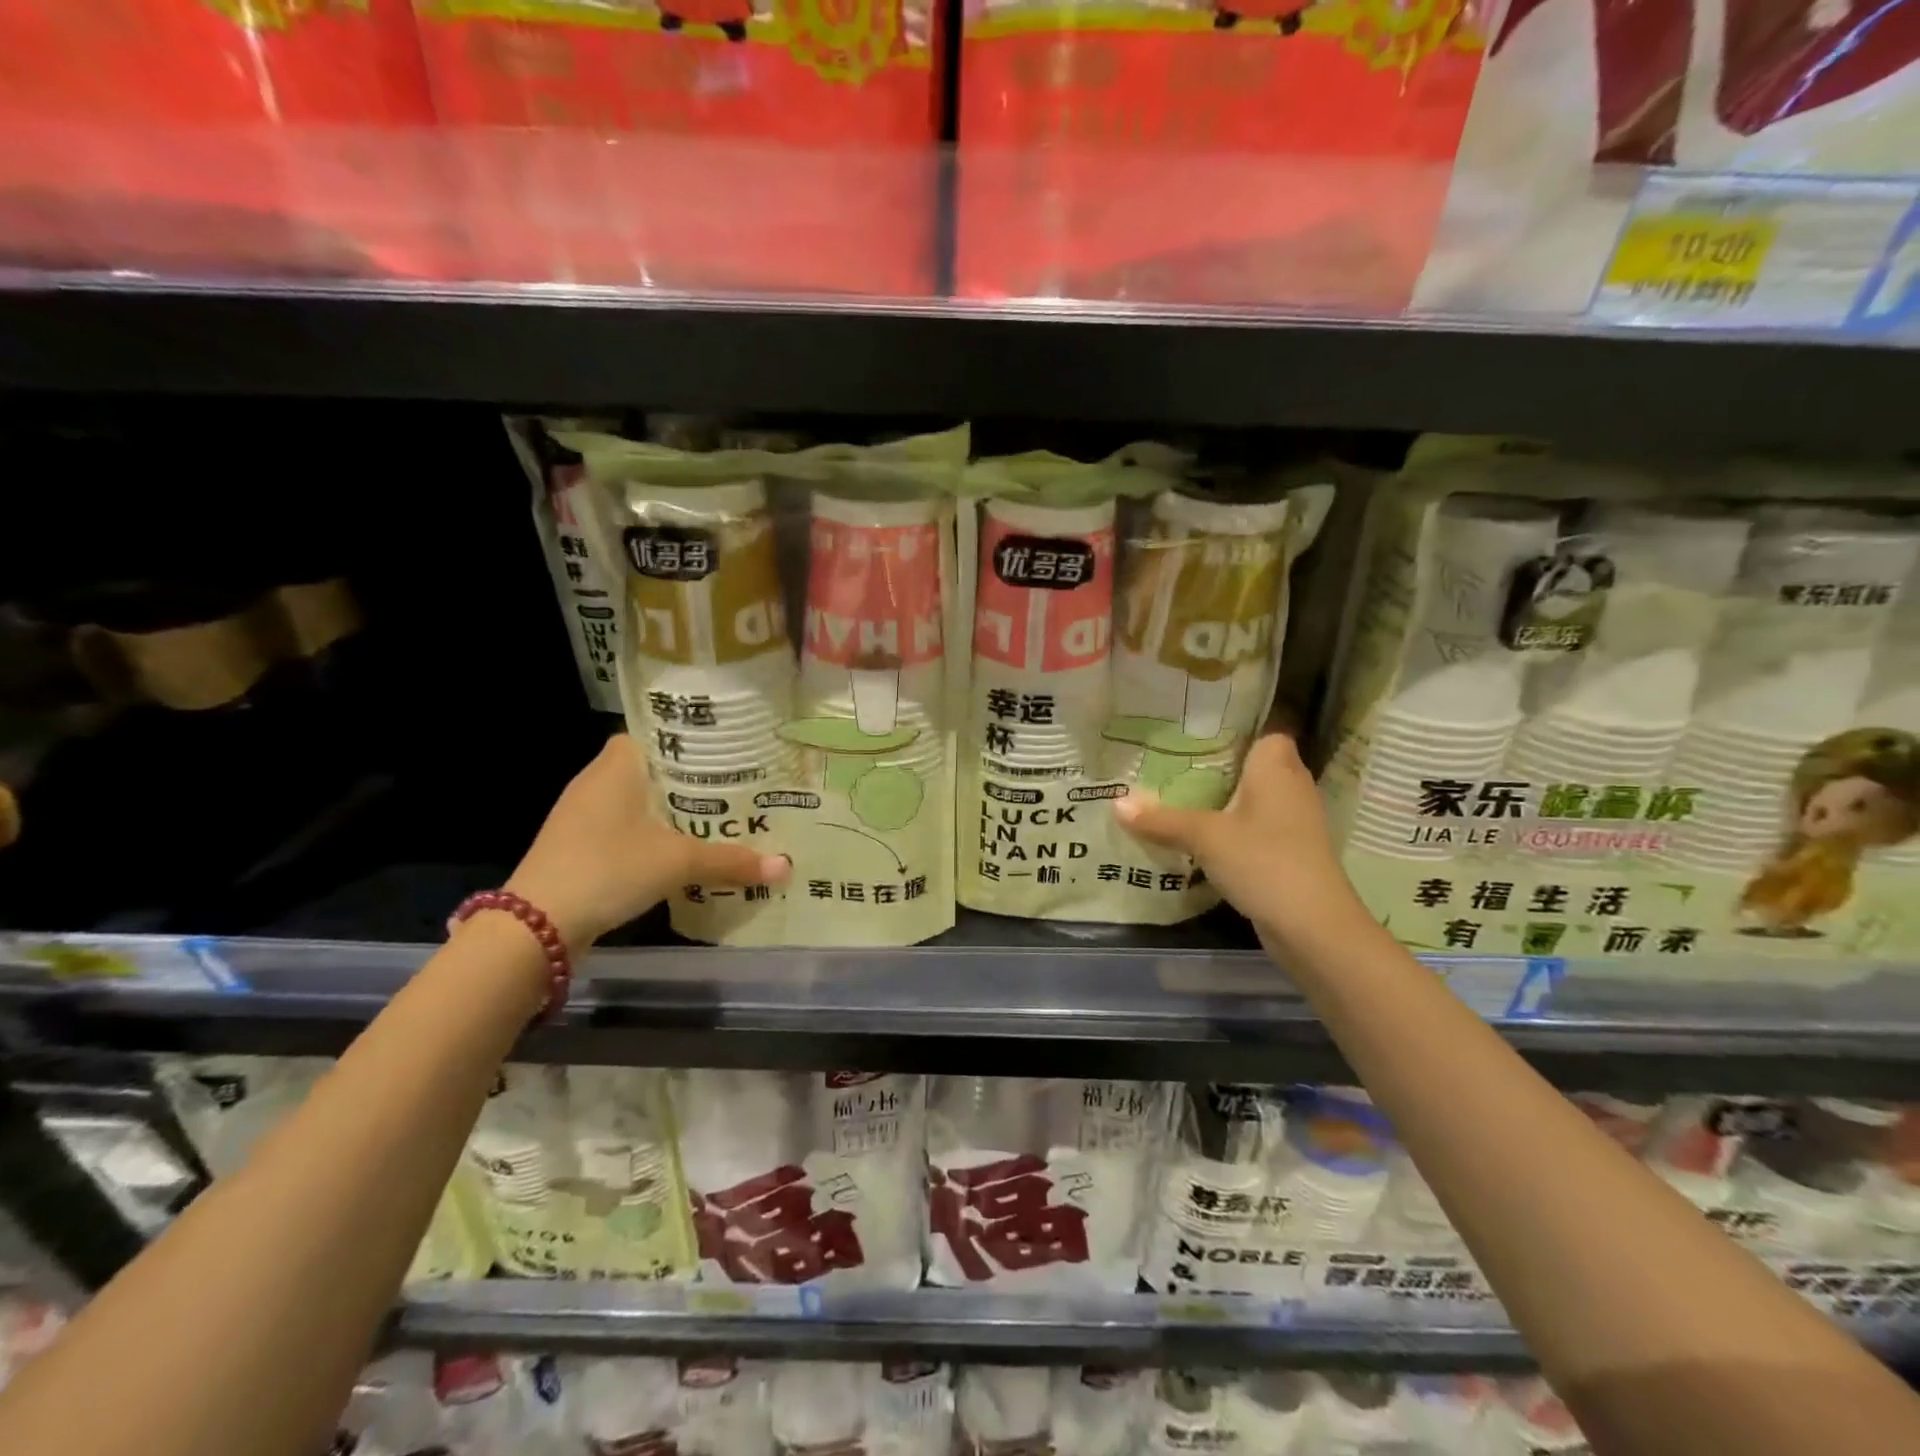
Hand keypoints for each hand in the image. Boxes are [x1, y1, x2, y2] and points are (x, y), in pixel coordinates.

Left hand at [505, 735, 788, 948]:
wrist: (537, 925)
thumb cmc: (609, 868)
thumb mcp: (678, 861)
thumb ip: (731, 861)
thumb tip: (785, 867)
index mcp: (617, 766)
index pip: (654, 734)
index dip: (688, 741)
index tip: (725, 752)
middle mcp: (595, 782)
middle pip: (650, 769)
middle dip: (688, 780)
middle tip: (733, 787)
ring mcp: (580, 817)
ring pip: (636, 801)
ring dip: (668, 811)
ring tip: (716, 818)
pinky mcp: (576, 847)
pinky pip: (622, 829)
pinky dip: (649, 835)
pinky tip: (678, 851)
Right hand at [1113, 733, 1365, 955]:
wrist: (1313, 927)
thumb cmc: (1264, 861)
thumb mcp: (1205, 837)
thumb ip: (1161, 818)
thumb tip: (1116, 802)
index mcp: (1277, 768)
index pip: (1263, 731)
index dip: (1234, 730)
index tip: (1194, 732)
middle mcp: (1292, 787)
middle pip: (1253, 765)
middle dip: (1218, 766)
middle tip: (1172, 763)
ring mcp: (1294, 822)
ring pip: (1253, 799)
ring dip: (1222, 800)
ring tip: (1176, 795)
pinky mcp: (1289, 852)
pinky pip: (1255, 827)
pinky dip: (1231, 828)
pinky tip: (1199, 835)